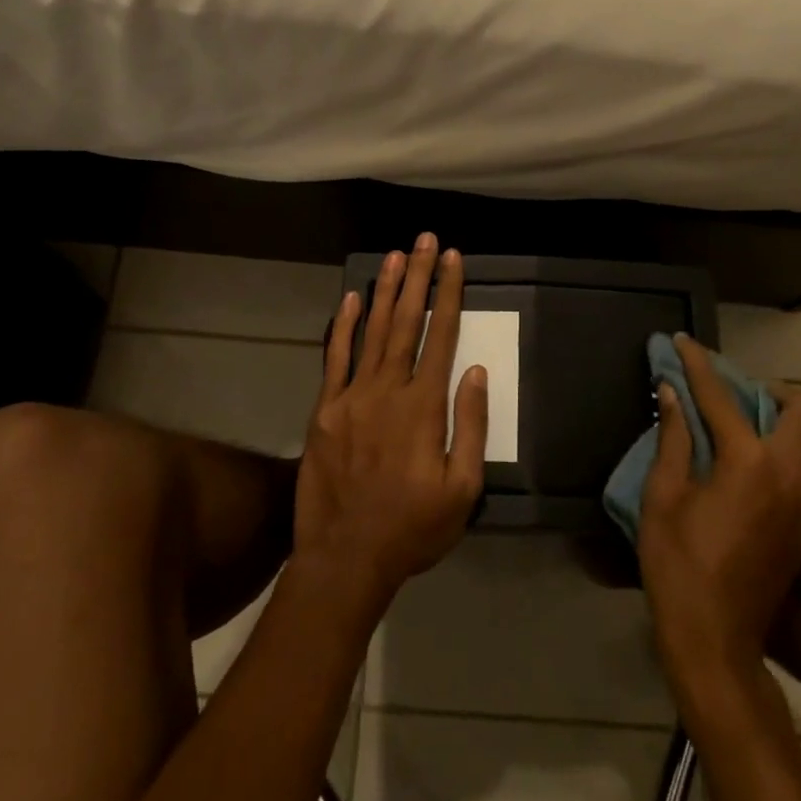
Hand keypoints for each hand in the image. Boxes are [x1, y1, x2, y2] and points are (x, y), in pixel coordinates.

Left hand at [294, 234, 487, 611]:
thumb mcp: (462, 490)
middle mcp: (388, 390)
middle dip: (419, 277)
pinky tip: (354, 298)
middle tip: (426, 240)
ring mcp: (351, 397)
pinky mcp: (325, 409)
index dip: (449, 294)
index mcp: (424, 407)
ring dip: (387, 290)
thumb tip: (474, 371)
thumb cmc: (412, 529)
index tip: (454, 260)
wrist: (344, 559)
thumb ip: (470, 426)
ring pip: (373, 331)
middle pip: (407, 321)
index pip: (441, 335)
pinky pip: (335, 358)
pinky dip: (345, 326)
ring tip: (397, 255)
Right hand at [638, 335, 800, 684]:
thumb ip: (673, 438)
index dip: (697, 364)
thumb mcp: (662, 496)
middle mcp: (788, 474)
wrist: (716, 642)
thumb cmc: (678, 564)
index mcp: (747, 462)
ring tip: (749, 432)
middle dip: (770, 390)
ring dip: (788, 426)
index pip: (721, 396)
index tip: (682, 341)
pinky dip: (793, 457)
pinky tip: (758, 471)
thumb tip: (671, 394)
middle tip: (734, 396)